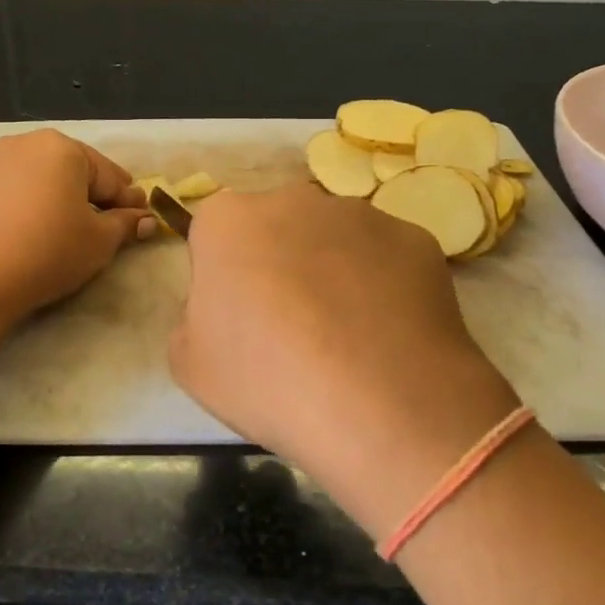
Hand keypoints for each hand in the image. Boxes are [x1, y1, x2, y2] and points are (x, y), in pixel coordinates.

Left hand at [0, 130, 154, 327]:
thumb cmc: (45, 252)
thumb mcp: (98, 242)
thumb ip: (125, 225)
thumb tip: (146, 219)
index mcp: (63, 148)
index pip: (110, 176)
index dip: (129, 201)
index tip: (143, 220)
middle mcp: (25, 144)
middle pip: (73, 172)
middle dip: (92, 198)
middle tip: (106, 228)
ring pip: (40, 180)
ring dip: (58, 201)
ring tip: (65, 233)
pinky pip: (11, 193)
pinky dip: (27, 208)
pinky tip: (28, 235)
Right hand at [169, 184, 519, 535]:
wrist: (379, 406)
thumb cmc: (268, 381)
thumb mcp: (190, 365)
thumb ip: (192, 318)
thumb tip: (222, 308)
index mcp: (228, 220)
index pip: (214, 234)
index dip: (222, 276)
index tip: (236, 318)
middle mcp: (293, 199)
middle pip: (276, 227)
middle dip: (277, 261)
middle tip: (289, 325)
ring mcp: (360, 214)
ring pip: (334, 238)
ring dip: (331, 270)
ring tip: (345, 336)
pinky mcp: (414, 238)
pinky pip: (385, 258)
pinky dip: (382, 286)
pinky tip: (385, 335)